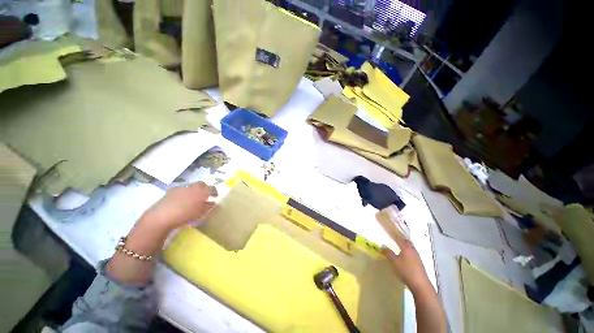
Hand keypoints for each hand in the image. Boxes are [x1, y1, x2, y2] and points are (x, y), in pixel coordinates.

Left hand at [143, 182, 216, 229]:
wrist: (161, 216)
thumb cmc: (184, 215)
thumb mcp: (200, 213)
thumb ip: (208, 207)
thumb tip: (213, 203)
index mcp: (201, 191)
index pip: (211, 188)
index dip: (214, 191)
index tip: (216, 196)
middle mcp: (192, 187)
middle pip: (201, 184)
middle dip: (204, 188)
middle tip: (205, 195)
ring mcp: (180, 188)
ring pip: (191, 187)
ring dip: (194, 191)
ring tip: (193, 200)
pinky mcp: (170, 192)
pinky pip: (181, 191)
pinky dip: (184, 194)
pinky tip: (182, 202)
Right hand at [383, 237, 430, 292]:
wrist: (420, 285)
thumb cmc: (406, 271)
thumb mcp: (394, 262)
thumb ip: (388, 253)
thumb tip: (383, 246)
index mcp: (406, 248)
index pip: (400, 239)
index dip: (394, 236)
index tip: (389, 233)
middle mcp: (413, 250)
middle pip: (407, 242)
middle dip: (400, 240)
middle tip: (394, 240)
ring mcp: (417, 257)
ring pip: (410, 248)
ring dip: (404, 247)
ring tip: (398, 248)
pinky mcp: (419, 264)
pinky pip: (412, 254)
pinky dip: (407, 253)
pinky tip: (404, 258)